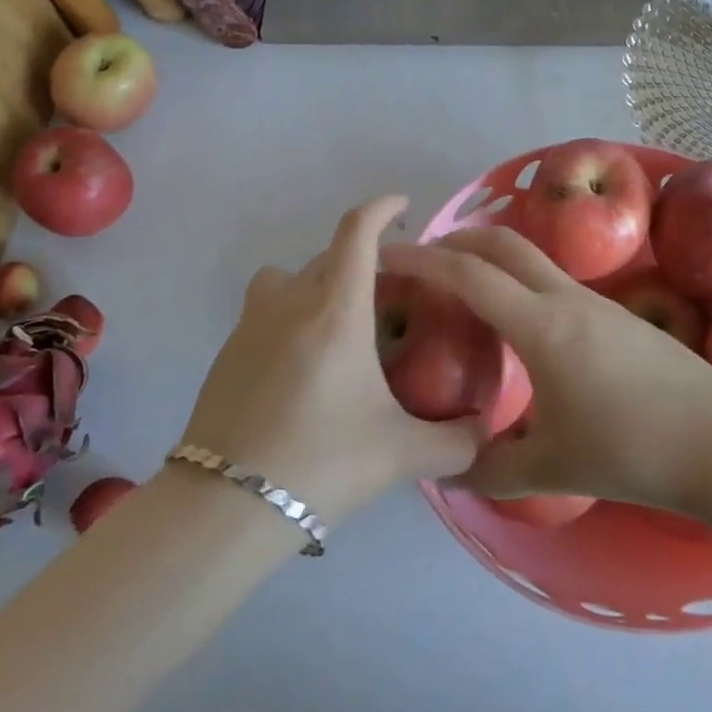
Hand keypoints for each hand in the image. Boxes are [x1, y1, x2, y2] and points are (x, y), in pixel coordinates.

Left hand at [179, 196, 484, 524]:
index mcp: (336, 309)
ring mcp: (252, 322)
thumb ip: (455, 441)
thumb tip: (485, 431)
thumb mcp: (400, 454)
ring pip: (290, 278)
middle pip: (328, 255)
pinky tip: (305, 365)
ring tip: (340, 323)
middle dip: (362, 261)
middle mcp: (291, 301)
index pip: (357, 231)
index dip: (382, 208)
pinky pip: (266, 309)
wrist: (226, 505)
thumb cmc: (321, 462)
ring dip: (317, 283)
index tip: (403, 207)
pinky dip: (290, 314)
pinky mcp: (228, 349)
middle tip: (391, 295)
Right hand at [381, 226, 711, 512]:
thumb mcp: (553, 467)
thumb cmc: (634, 450)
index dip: (423, 259)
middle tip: (424, 256)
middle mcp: (565, 298)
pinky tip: (519, 318)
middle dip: (457, 237)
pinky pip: (553, 278)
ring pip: (532, 256)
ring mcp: (595, 301)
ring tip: (465, 283)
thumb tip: (451, 472)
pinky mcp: (616, 314)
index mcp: (540, 326)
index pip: (469, 274)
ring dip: (492, 254)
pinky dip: (520, 277)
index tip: (388, 254)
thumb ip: (492, 468)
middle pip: (503, 241)